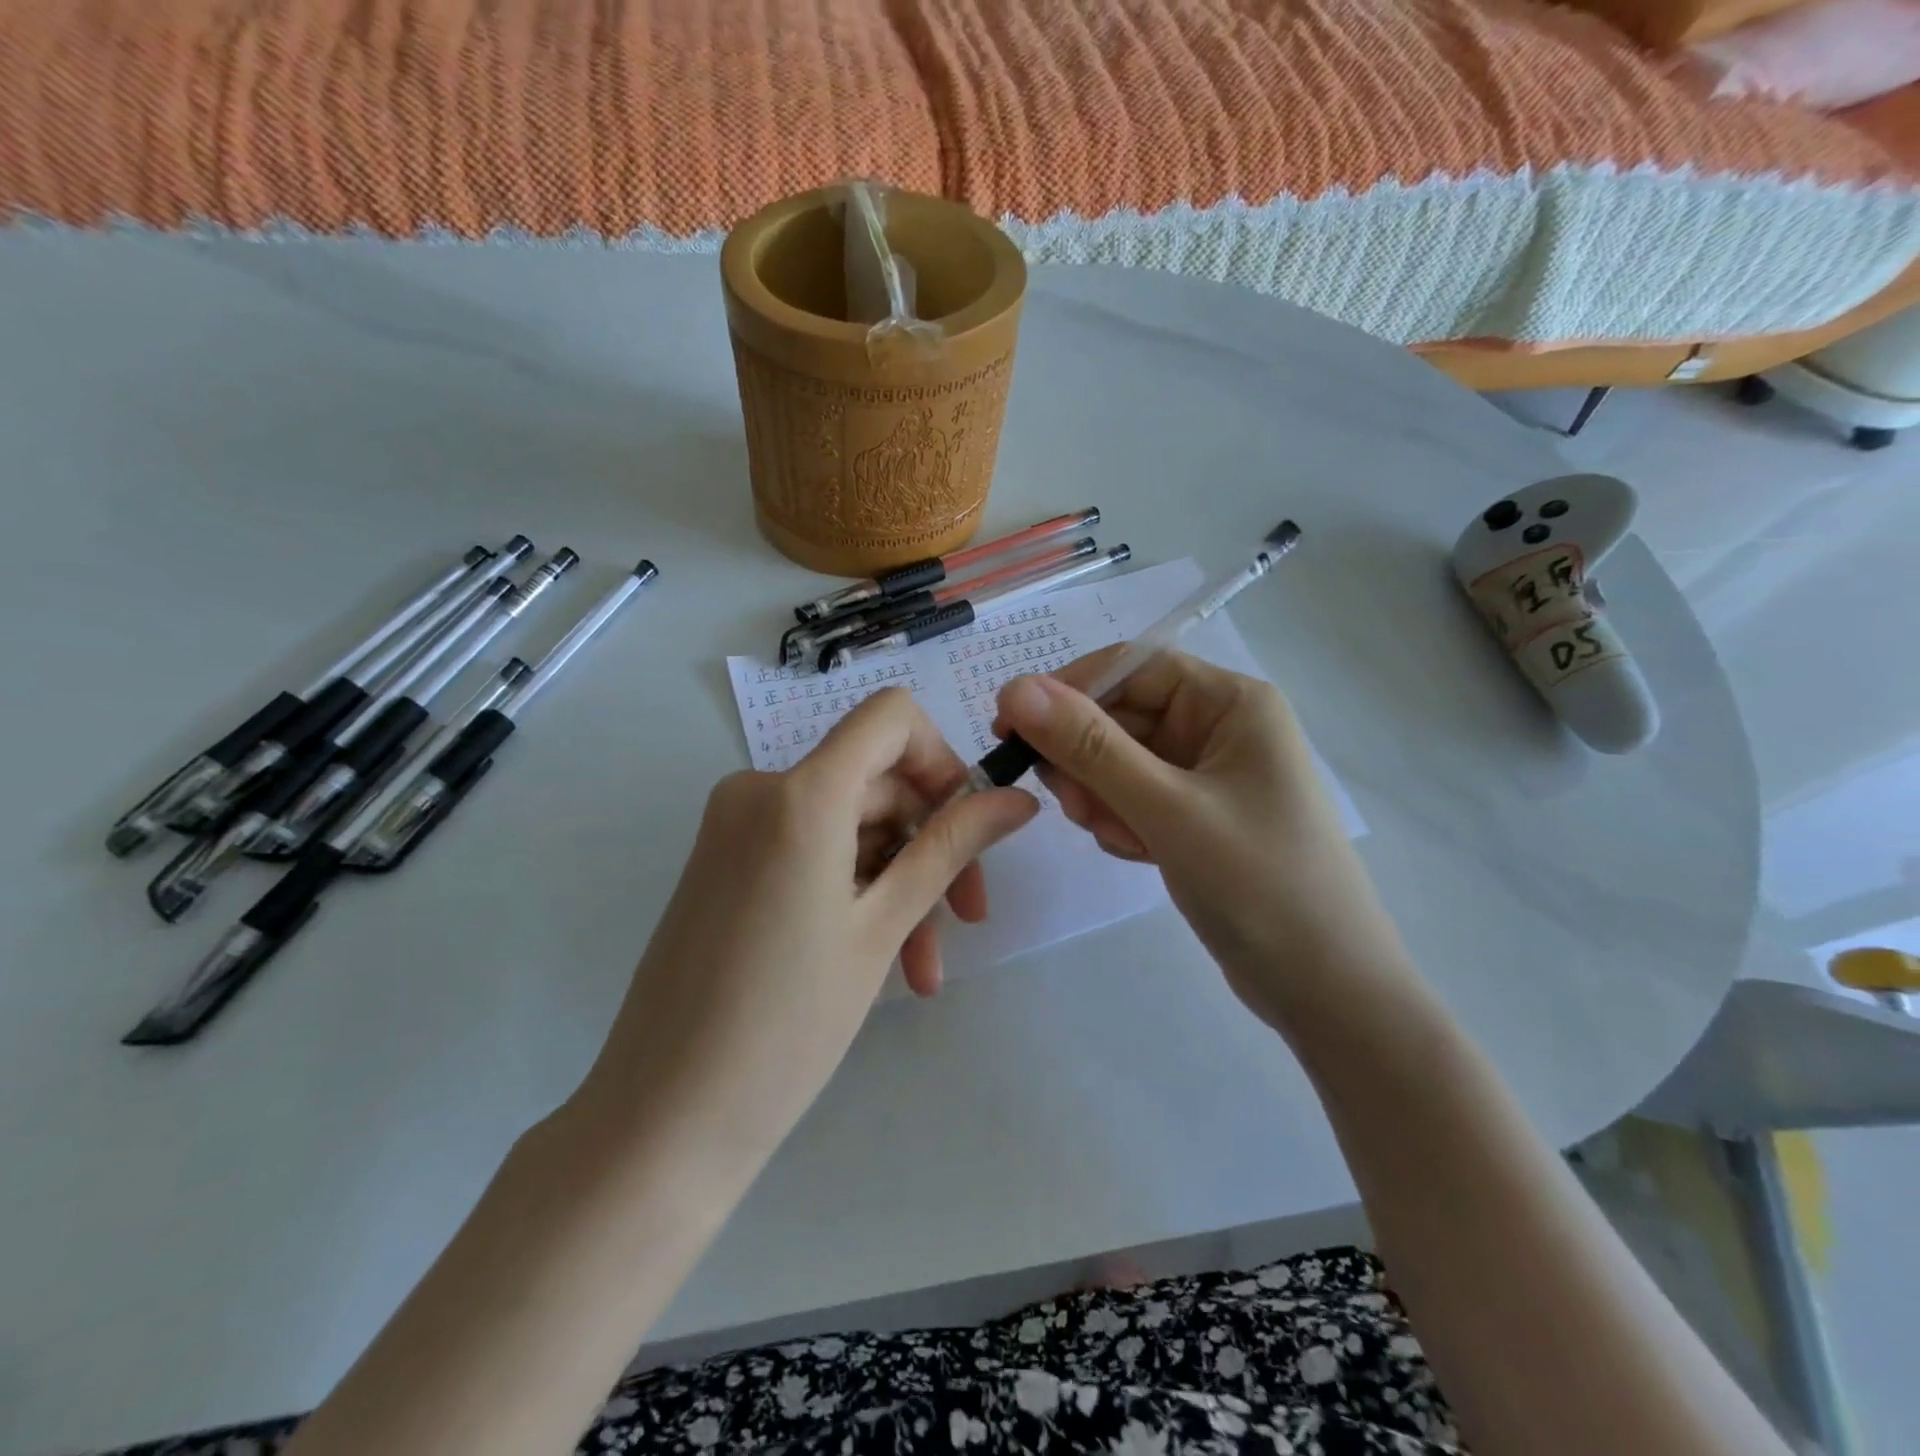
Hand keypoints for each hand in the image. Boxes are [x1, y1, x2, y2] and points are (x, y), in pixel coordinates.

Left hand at [573, 688, 1036, 1168]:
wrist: (663, 1117)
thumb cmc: (787, 1025)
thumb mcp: (883, 927)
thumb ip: (950, 848)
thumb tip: (1018, 799)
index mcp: (800, 793)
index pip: (891, 716)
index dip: (941, 759)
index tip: (969, 825)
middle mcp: (759, 789)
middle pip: (875, 782)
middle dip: (929, 845)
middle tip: (964, 922)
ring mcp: (735, 826)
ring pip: (849, 826)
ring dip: (896, 883)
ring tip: (922, 968)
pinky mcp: (725, 861)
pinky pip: (810, 850)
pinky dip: (853, 889)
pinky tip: (881, 959)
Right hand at [993, 649, 1411, 1029]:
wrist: (1325, 989)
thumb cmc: (1259, 884)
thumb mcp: (1166, 809)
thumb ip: (1089, 746)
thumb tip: (1016, 688)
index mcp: (1231, 702)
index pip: (1131, 667)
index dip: (1067, 691)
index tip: (1010, 727)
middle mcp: (1220, 726)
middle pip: (1120, 716)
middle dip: (1086, 760)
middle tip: (1071, 807)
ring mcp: (1208, 773)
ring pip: (1119, 760)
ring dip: (1101, 796)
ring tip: (1119, 840)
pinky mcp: (1196, 815)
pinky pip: (1134, 797)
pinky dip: (1120, 820)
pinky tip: (1137, 853)